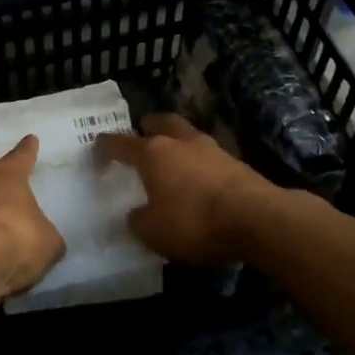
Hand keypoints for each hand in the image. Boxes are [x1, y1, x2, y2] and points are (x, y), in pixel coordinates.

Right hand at [95, 114, 274, 265]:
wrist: (257, 219)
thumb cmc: (194, 221)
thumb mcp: (154, 232)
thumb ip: (138, 221)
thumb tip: (136, 214)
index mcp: (152, 153)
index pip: (120, 143)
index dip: (105, 146)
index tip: (96, 148)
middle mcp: (180, 142)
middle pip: (160, 122)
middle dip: (148, 127)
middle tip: (141, 136)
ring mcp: (211, 148)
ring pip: (187, 135)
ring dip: (177, 142)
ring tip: (172, 158)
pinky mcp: (235, 162)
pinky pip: (207, 155)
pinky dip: (198, 162)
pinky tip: (198, 178)